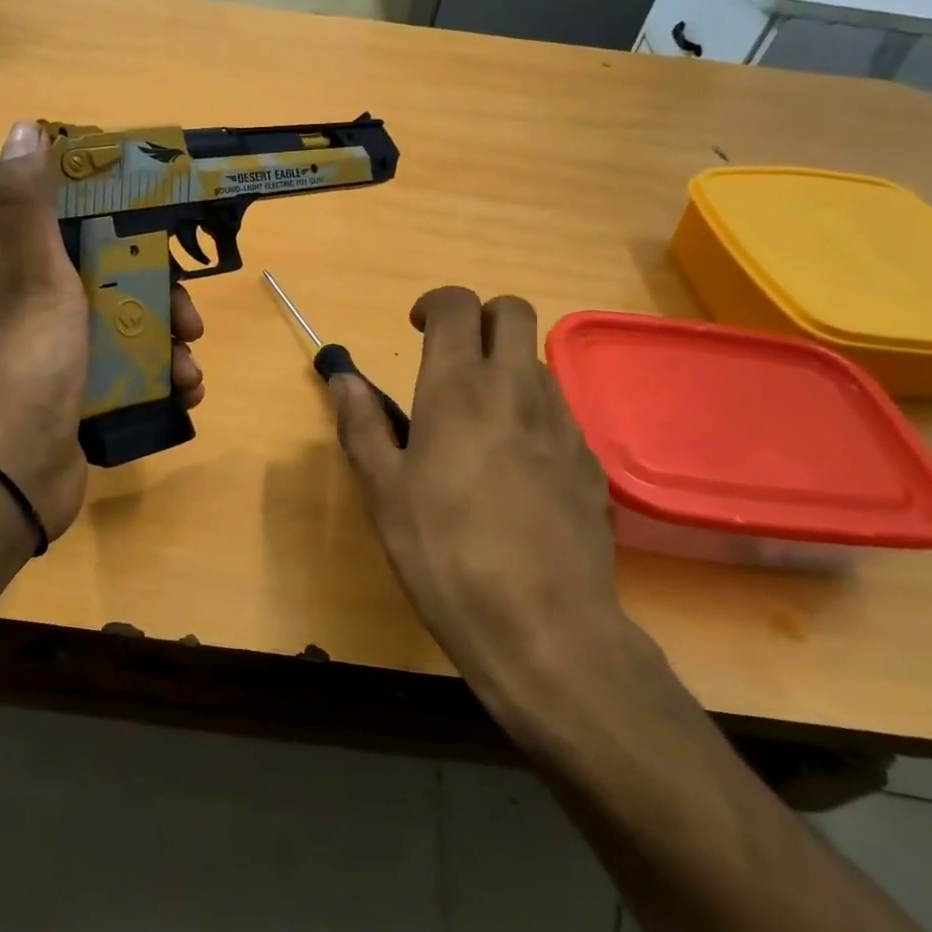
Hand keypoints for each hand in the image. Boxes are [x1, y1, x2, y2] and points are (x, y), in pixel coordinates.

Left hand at [0, 121, 204, 542]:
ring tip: (191, 372)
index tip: (168, 244)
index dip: (130, 234)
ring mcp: (64, 362)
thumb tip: (25, 128)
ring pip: (132, 336)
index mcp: (24, 277)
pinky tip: (185, 396)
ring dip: (170, 349)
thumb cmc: (29, 368)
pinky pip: (132, 379)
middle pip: (119, 288)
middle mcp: (41, 314)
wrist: (13, 478)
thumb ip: (29, 206)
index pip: (84, 235)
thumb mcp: (34, 278)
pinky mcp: (82, 402)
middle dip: (163, 302)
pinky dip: (162, 383)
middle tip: (190, 323)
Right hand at [330, 287, 629, 713]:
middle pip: (514, 312)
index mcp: (459, 388)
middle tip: (451, 358)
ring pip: (537, 361)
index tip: (416, 329)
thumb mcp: (383, 491)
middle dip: (481, 318)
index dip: (435, 304)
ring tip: (477, 419)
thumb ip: (362, 425)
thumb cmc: (445, 553)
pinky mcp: (588, 460)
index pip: (458, 305)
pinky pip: (558, 410)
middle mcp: (517, 389)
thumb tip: (343, 380)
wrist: (544, 627)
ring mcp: (562, 423)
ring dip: (506, 366)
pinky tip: (513, 466)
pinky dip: (530, 412)